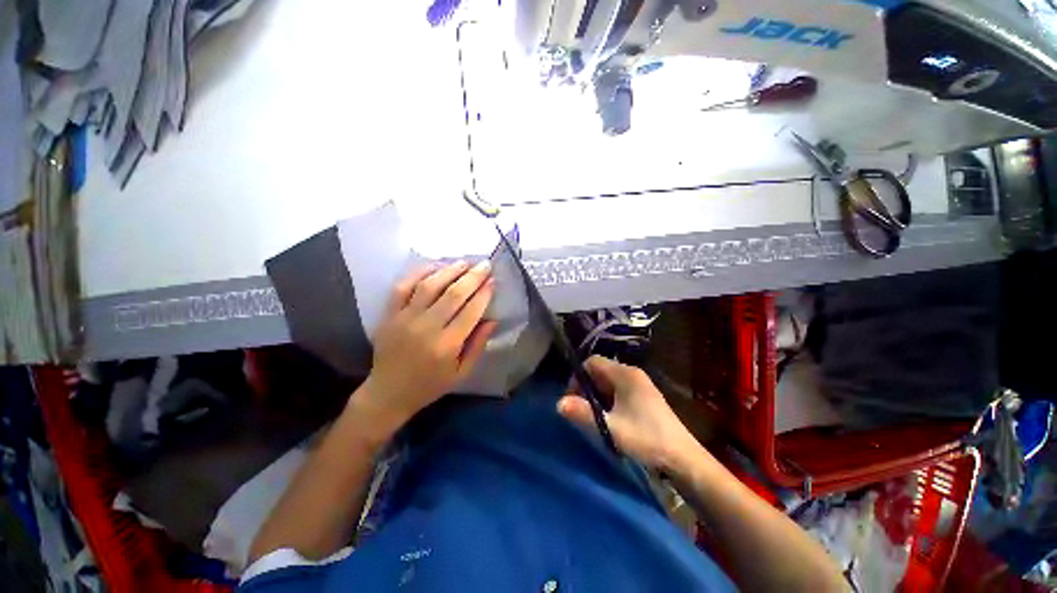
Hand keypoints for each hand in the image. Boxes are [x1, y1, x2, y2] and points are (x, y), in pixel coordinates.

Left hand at [355, 261, 497, 434]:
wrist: (388, 392)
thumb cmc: (430, 385)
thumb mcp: (461, 372)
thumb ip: (478, 345)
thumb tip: (492, 319)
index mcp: (447, 345)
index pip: (470, 311)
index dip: (484, 294)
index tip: (493, 281)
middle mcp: (426, 328)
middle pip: (453, 294)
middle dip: (472, 277)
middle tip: (485, 264)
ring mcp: (405, 318)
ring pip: (430, 286)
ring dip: (449, 270)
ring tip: (465, 262)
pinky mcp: (390, 314)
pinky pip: (403, 287)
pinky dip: (418, 273)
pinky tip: (434, 266)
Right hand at [558, 356, 702, 470]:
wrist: (683, 458)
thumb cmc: (646, 439)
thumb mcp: (611, 428)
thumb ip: (583, 414)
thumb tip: (558, 403)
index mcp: (624, 374)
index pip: (592, 362)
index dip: (578, 377)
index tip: (573, 399)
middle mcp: (632, 373)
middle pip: (600, 371)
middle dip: (586, 388)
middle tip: (582, 410)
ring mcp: (640, 384)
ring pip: (608, 381)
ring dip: (597, 396)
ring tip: (595, 417)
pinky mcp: (645, 396)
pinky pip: (618, 390)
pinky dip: (609, 400)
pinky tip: (611, 419)